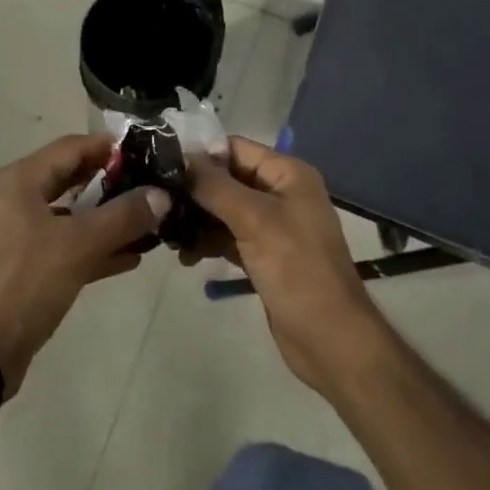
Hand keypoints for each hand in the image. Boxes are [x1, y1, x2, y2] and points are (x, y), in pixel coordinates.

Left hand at [0, 133, 169, 399]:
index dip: (109, 148)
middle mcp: (15, 199)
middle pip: (71, 179)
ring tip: (148, 226)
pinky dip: (92, 249)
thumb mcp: (79, 244)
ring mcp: (16, 235)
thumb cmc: (25, 281)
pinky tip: (129, 259)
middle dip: (111, 185)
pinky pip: (63, 247)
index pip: (72, 147)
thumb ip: (123, 217)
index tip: (147, 154)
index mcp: (21, 180)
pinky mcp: (21, 268)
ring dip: (106, 221)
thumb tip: (162, 194)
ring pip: (69, 216)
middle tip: (151, 189)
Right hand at [187, 137, 386, 396]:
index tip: (162, 166)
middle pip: (228, 178)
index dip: (201, 155)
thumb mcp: (254, 220)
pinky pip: (229, 236)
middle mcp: (280, 193)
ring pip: (225, 209)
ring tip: (167, 233)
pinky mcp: (264, 255)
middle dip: (195, 190)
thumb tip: (182, 157)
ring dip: (198, 219)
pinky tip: (186, 254)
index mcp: (287, 174)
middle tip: (158, 203)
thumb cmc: (297, 270)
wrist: (331, 340)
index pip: (235, 148)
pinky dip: (209, 241)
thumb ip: (216, 186)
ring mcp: (273, 225)